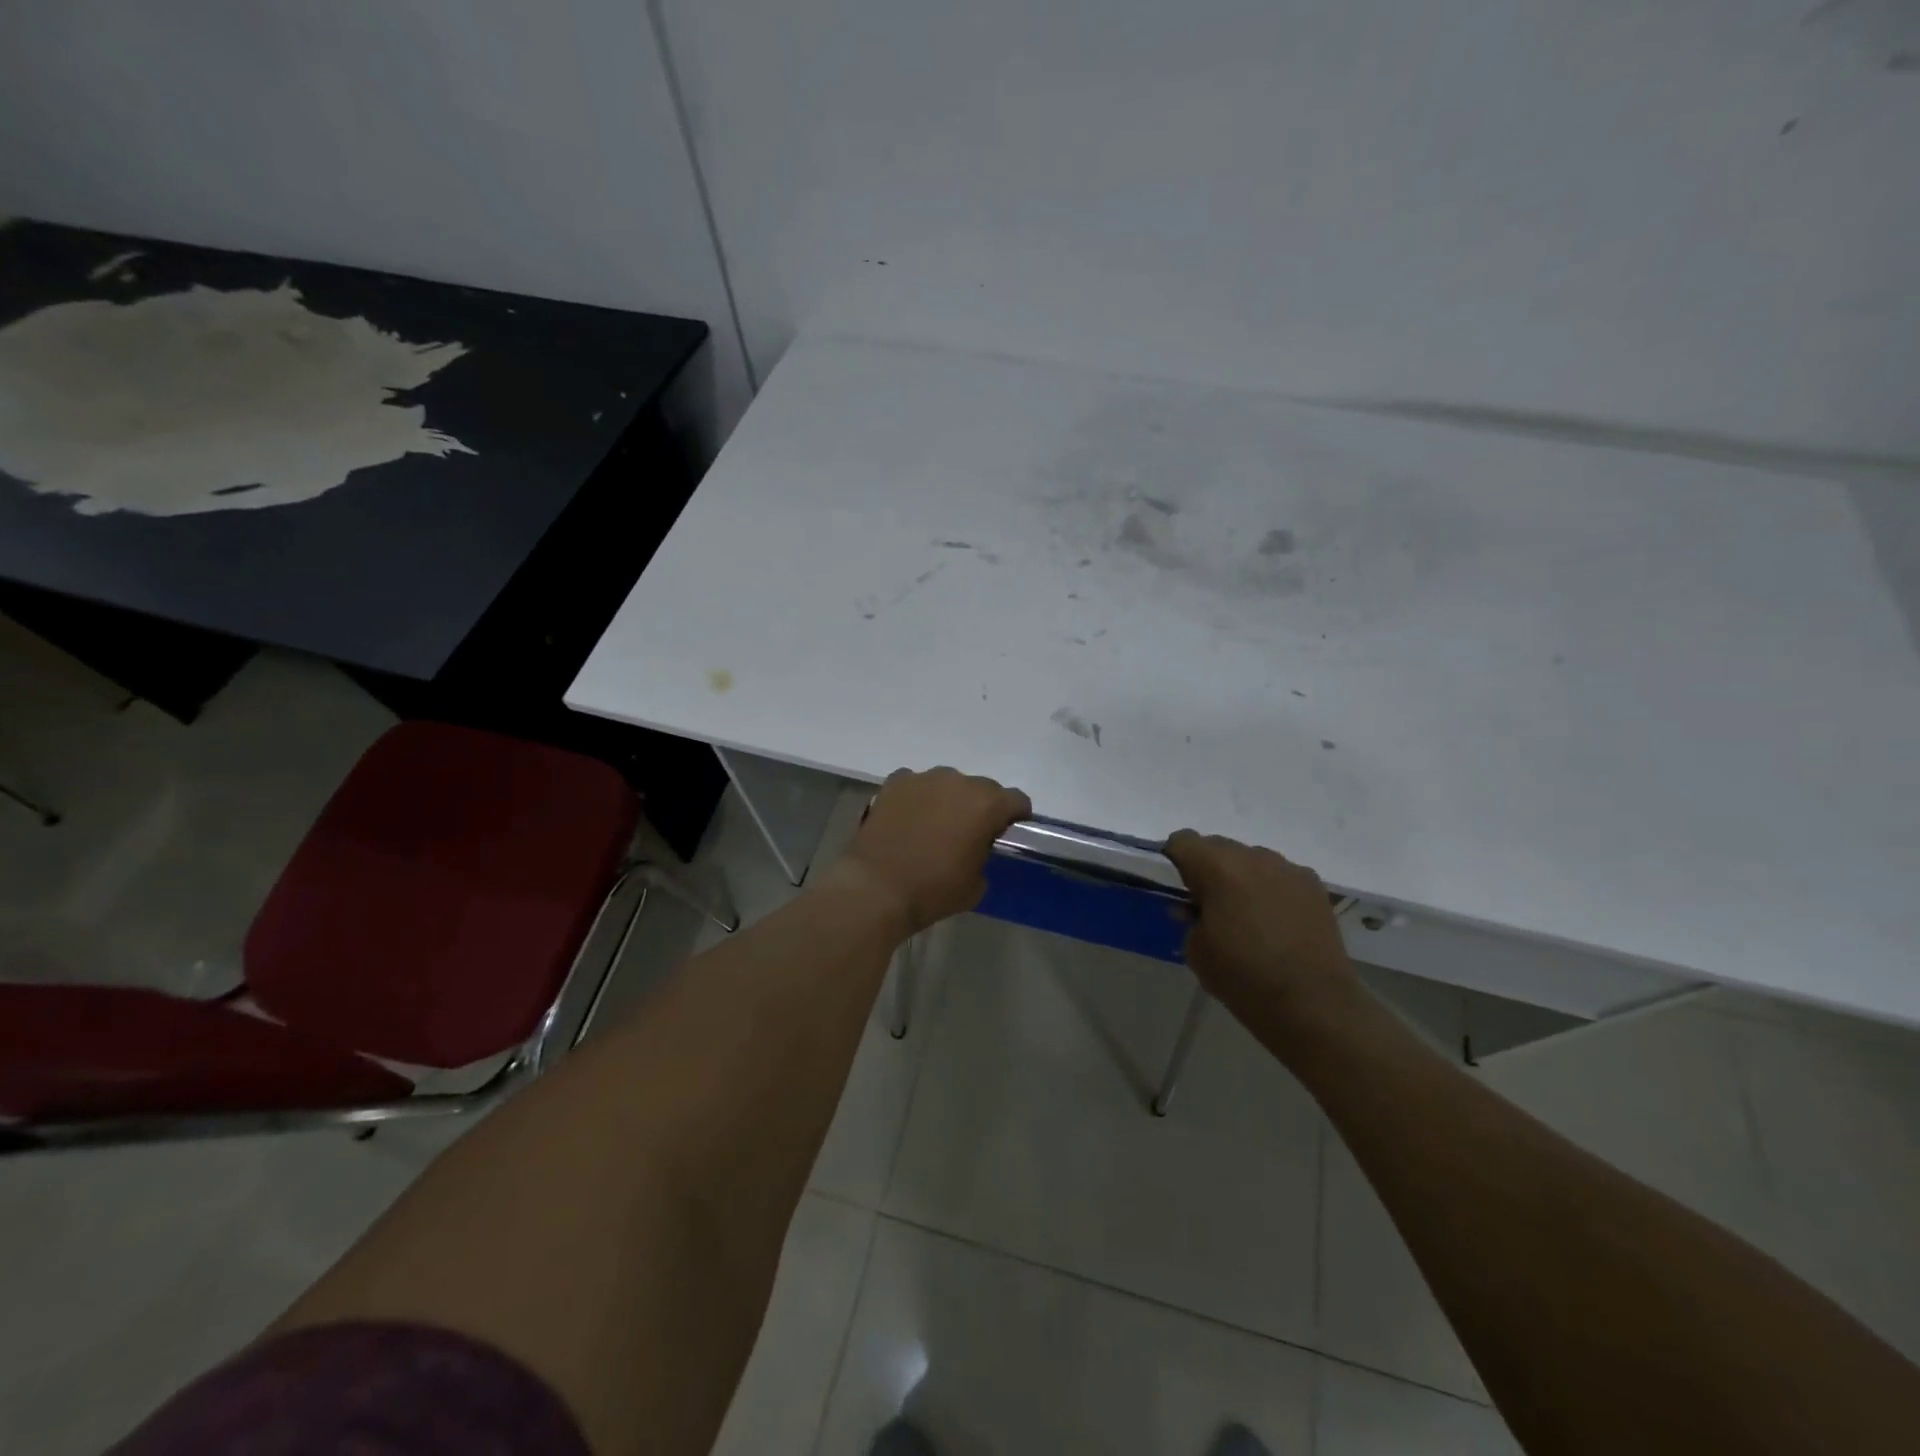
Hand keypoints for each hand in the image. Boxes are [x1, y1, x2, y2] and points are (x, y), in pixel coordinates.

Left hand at [830, 767, 1030, 936]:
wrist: (876, 888)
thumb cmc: (932, 890)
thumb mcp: (976, 884)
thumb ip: (984, 856)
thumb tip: (976, 848)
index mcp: (987, 805)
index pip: (1017, 800)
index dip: (1016, 816)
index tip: (1007, 833)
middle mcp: (959, 782)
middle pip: (983, 788)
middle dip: (982, 807)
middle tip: (970, 833)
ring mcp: (924, 779)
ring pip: (948, 783)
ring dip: (949, 799)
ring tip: (935, 825)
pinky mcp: (895, 783)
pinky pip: (916, 784)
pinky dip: (917, 797)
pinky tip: (908, 818)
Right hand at [1162, 830, 1359, 1023]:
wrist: (1312, 1004)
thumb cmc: (1243, 977)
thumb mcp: (1196, 950)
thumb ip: (1189, 918)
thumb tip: (1194, 907)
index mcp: (1218, 867)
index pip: (1183, 840)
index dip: (1175, 861)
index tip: (1178, 889)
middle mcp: (1254, 857)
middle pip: (1218, 846)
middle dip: (1209, 869)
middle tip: (1210, 905)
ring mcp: (1288, 869)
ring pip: (1251, 859)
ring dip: (1241, 877)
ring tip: (1247, 915)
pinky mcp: (1314, 886)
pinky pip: (1279, 875)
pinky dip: (1270, 889)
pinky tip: (1276, 922)